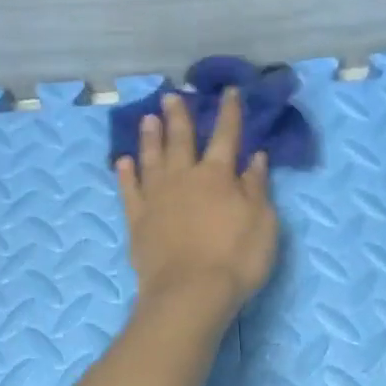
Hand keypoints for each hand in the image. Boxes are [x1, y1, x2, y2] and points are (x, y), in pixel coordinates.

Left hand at [116, 87, 278, 319]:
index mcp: (218, 176)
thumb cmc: (236, 259)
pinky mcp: (137, 220)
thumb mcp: (263, 223)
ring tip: (147, 118)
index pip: (226, 136)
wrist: (190, 293)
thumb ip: (257, 187)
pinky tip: (123, 161)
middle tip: (171, 95)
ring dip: (150, 136)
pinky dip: (126, 173)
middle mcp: (184, 177)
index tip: (230, 92)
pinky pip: (129, 189)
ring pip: (151, 158)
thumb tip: (256, 157)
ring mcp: (157, 197)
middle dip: (178, 116)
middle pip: (180, 140)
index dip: (229, 113)